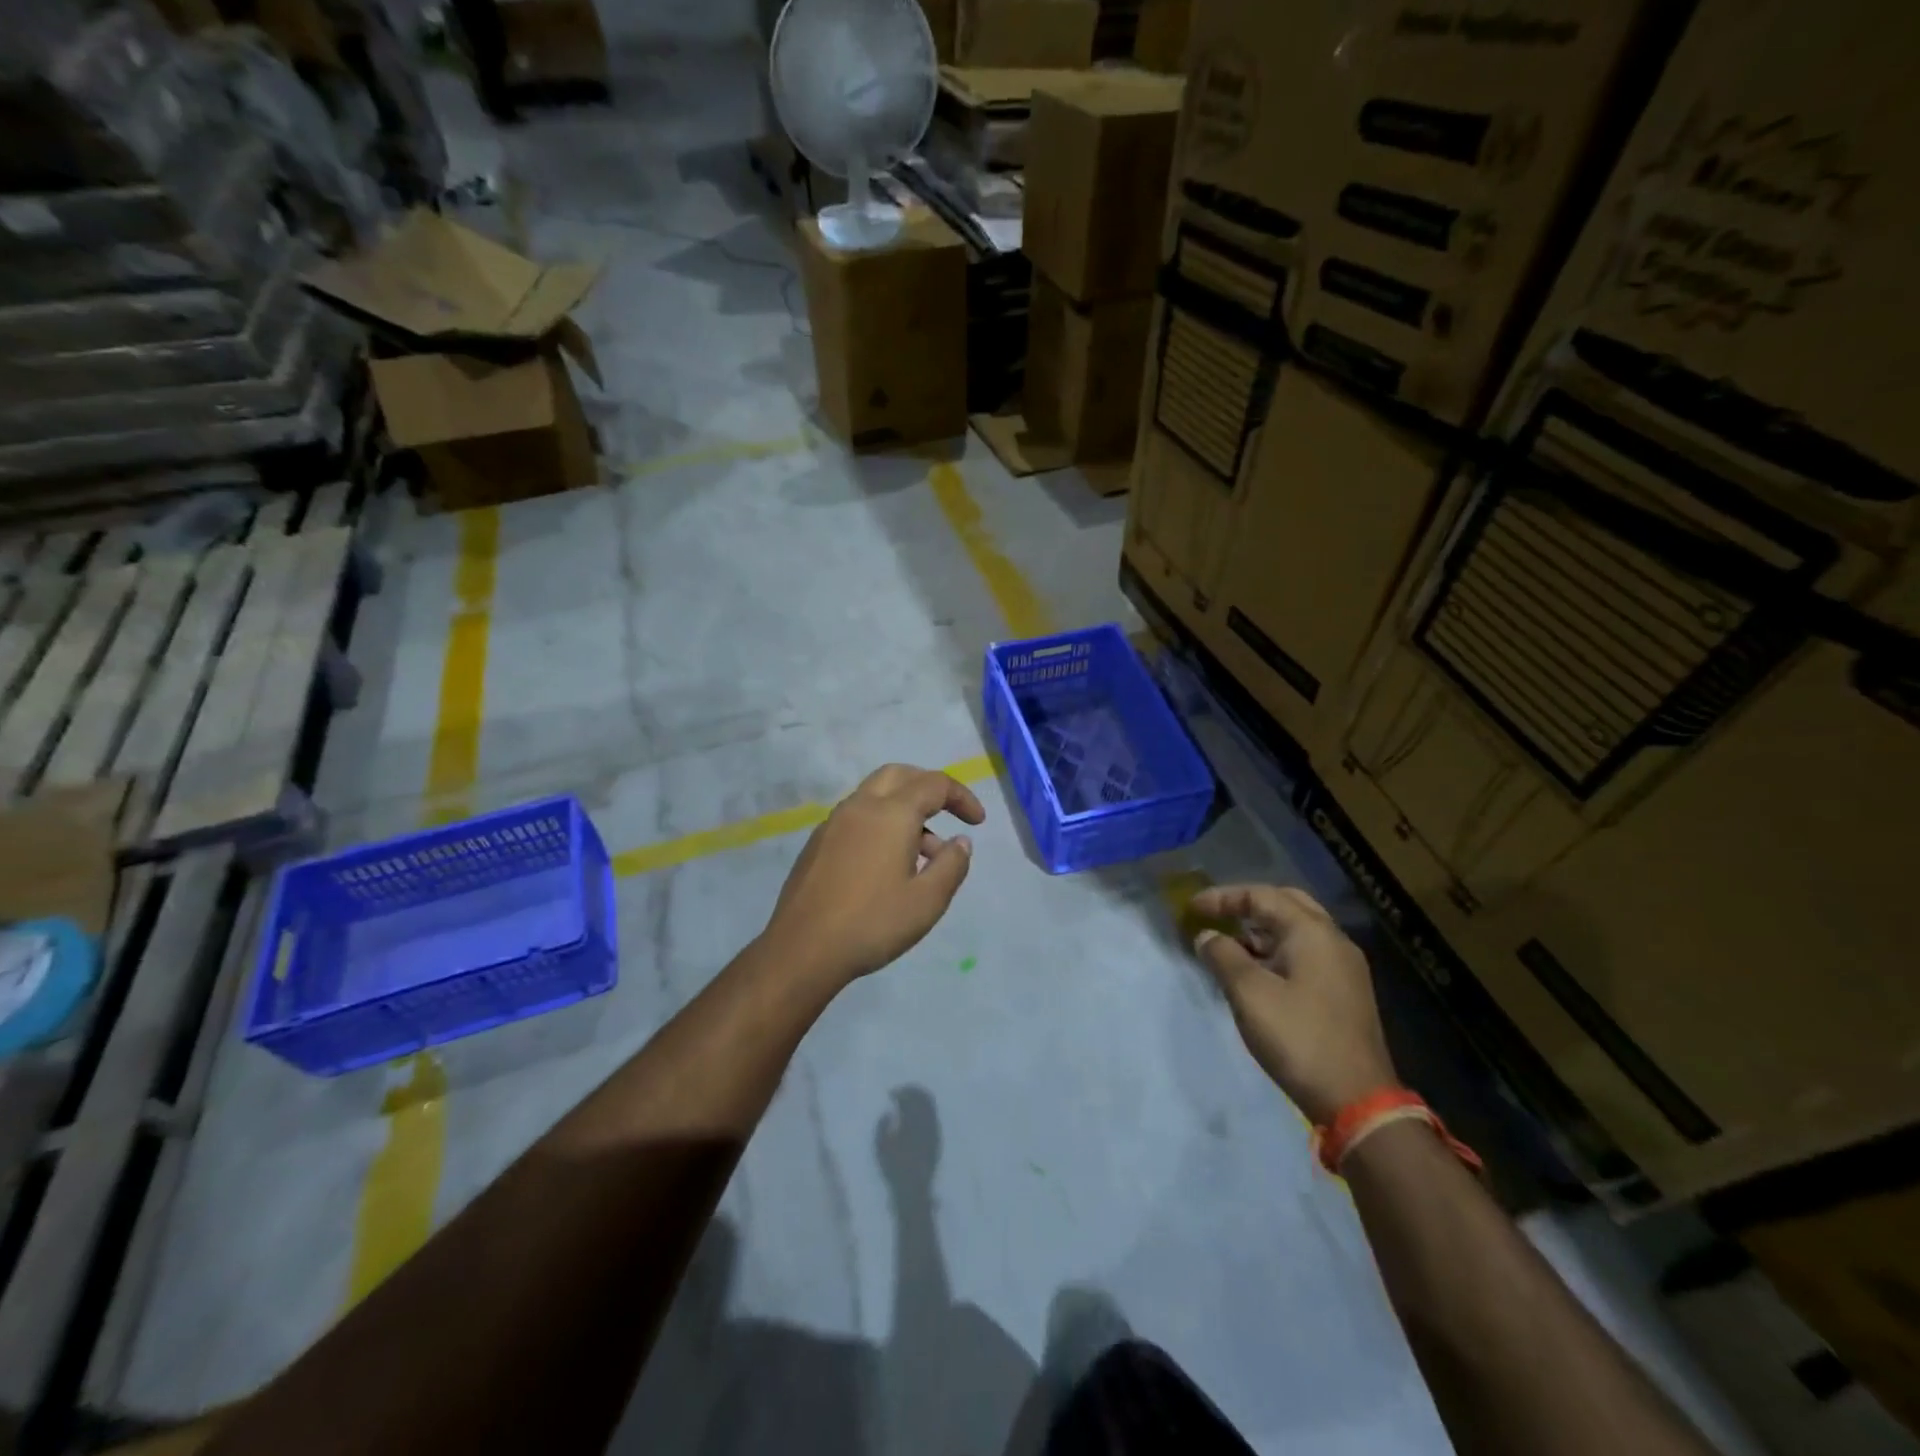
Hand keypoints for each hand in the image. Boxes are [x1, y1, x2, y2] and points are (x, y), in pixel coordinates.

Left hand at [761, 764, 985, 985]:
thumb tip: (960, 841)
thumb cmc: (872, 923)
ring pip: (875, 796)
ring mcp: (833, 823)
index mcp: (891, 813)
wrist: (802, 949)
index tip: (977, 822)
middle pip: (899, 775)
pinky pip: (857, 818)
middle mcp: (860, 807)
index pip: (934, 784)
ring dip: (905, 810)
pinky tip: (887, 866)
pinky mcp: (817, 843)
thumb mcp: (927, 901)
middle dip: (928, 787)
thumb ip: (951, 865)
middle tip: (948, 813)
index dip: (962, 797)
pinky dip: (881, 825)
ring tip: (924, 856)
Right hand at [875, 1086, 940, 1197]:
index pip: (910, 1097)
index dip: (900, 1092)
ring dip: (920, 1098)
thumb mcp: (880, 1147)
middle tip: (900, 1092)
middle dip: (912, 1091)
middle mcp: (927, 1122)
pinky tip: (915, 1116)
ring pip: (931, 1105)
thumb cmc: (894, 1168)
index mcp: (913, 1121)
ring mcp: (935, 1130)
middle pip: (923, 1097)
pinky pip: (934, 1116)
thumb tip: (889, 1112)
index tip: (891, 1093)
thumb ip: (882, 1125)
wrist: (914, 1190)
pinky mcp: (938, 1139)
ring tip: (907, 1102)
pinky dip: (925, 1110)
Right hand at [1191, 885, 1396, 1124]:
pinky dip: (1276, 951)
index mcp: (1312, 932)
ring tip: (1227, 945)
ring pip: (1297, 931)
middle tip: (1216, 916)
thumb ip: (1223, 956)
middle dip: (1247, 906)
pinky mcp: (1344, 993)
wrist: (1357, 1099)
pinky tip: (1254, 972)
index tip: (1191, 909)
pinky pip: (1305, 954)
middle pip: (1286, 904)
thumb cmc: (1298, 1037)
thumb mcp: (1249, 994)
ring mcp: (1343, 968)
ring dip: (1261, 931)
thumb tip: (1206, 936)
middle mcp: (1333, 941)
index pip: (1262, 896)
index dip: (1223, 898)